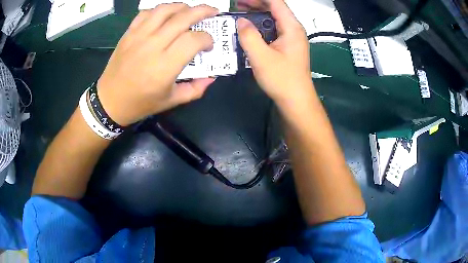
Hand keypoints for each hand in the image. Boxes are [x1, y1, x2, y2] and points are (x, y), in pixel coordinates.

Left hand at [97, 4, 218, 125]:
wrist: (109, 101)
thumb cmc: (140, 104)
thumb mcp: (171, 102)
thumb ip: (194, 89)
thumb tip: (212, 76)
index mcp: (165, 66)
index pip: (193, 39)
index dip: (207, 38)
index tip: (208, 45)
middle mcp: (152, 46)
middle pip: (183, 18)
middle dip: (203, 11)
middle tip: (213, 11)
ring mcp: (138, 37)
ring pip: (164, 10)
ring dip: (182, 6)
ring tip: (190, 10)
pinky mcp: (128, 34)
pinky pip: (146, 13)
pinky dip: (159, 10)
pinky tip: (165, 16)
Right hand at [237, 0, 312, 105]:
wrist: (296, 100)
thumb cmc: (282, 79)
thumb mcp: (261, 57)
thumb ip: (249, 36)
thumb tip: (241, 21)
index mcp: (292, 27)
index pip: (276, 2)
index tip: (240, 1)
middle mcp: (294, 29)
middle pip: (275, 9)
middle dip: (256, 5)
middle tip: (236, 6)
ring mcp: (292, 38)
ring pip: (273, 19)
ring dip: (257, 16)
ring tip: (240, 16)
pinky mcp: (288, 46)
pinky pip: (273, 30)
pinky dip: (261, 27)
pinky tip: (250, 31)